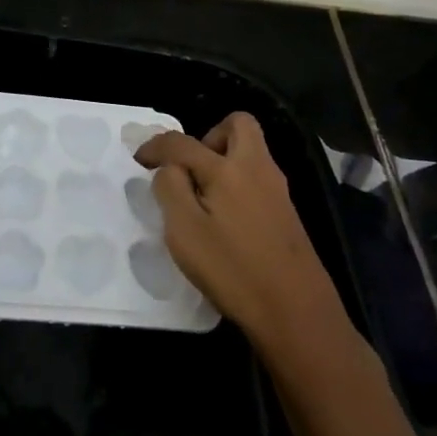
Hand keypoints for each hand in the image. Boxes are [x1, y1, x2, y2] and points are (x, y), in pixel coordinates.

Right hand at [136, 112, 341, 354]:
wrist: (297, 311)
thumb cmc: (233, 269)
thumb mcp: (185, 231)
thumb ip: (171, 189)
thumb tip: (171, 168)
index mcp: (227, 169)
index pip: (183, 142)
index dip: (156, 146)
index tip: (139, 160)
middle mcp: (256, 168)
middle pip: (237, 124)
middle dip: (207, 136)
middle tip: (191, 169)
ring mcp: (277, 189)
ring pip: (250, 151)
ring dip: (224, 160)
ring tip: (203, 198)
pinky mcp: (287, 212)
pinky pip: (257, 177)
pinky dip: (237, 183)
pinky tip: (225, 220)